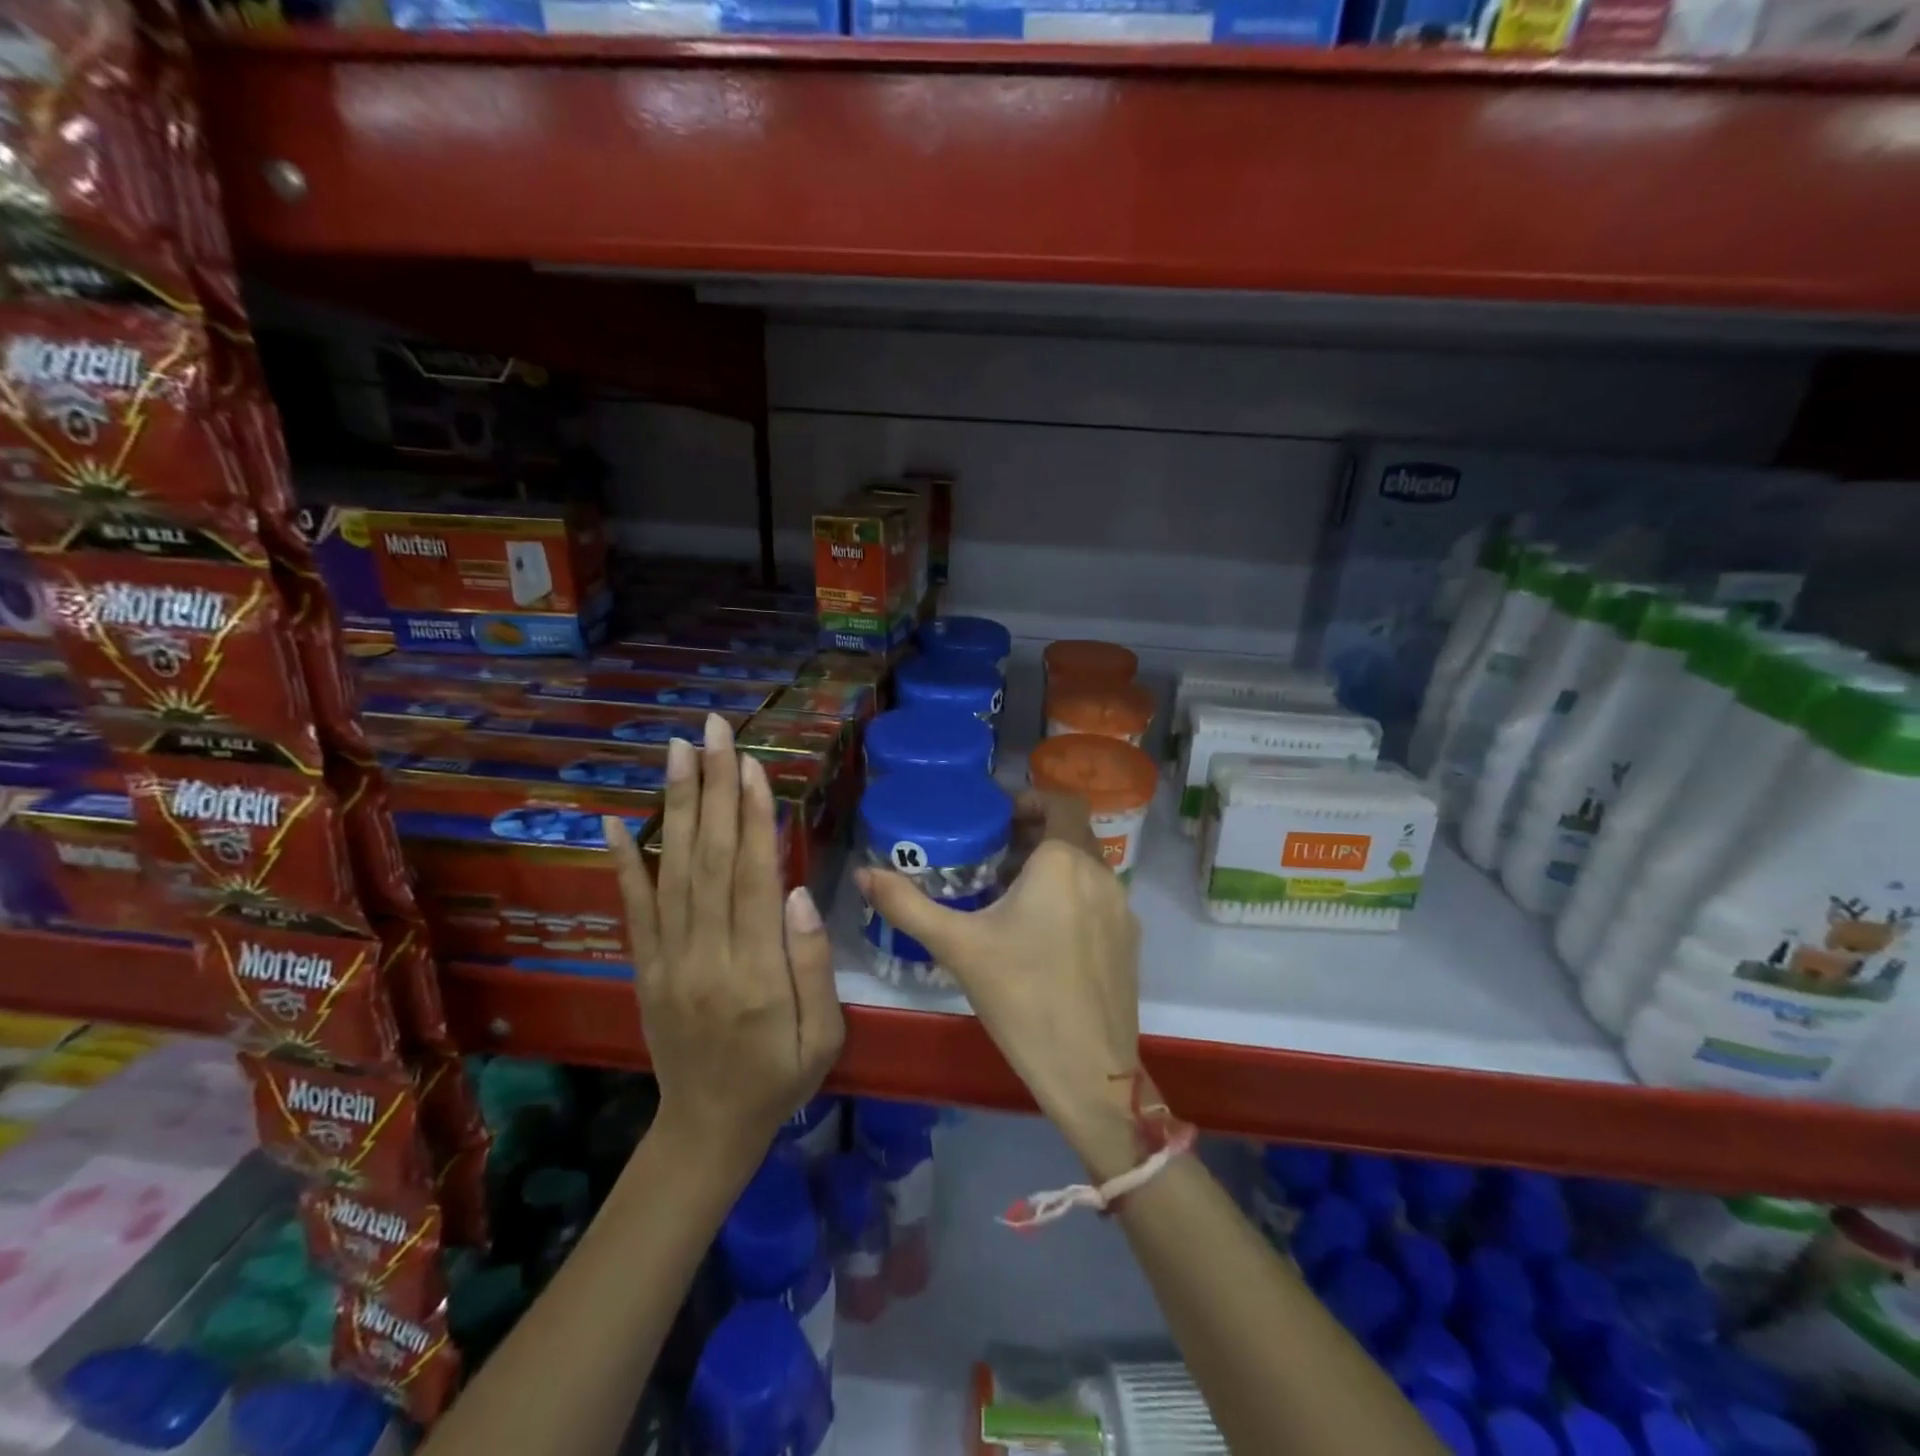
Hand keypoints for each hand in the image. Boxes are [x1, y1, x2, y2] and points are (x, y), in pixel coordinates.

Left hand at [604, 714, 843, 1168]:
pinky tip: (616, 821)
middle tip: (714, 731)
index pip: (752, 879)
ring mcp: (668, 960)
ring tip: (678, 751)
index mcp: (755, 974)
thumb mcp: (823, 1035)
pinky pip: (633, 909)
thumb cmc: (780, 1078)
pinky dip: (624, 862)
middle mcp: (705, 957)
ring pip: (674, 870)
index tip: (752, 765)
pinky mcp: (645, 967)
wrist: (708, 1129)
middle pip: (711, 860)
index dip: (753, 819)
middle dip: (715, 788)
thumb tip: (798, 892)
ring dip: (677, 806)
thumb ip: (812, 964)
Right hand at [854, 790, 1143, 1173]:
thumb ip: (907, 905)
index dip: (1031, 800)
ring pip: (1086, 868)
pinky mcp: (1129, 942)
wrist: (1089, 1070)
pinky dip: (1072, 896)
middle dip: (1034, 836)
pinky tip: (1042, 936)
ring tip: (1010, 895)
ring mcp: (1122, 910)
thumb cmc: (1021, 996)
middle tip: (993, 855)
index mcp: (1064, 862)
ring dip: (1052, 867)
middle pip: (1071, 834)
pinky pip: (1098, 898)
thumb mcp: (957, 946)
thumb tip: (863, 873)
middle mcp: (1101, 875)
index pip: (1061, 802)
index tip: (998, 818)